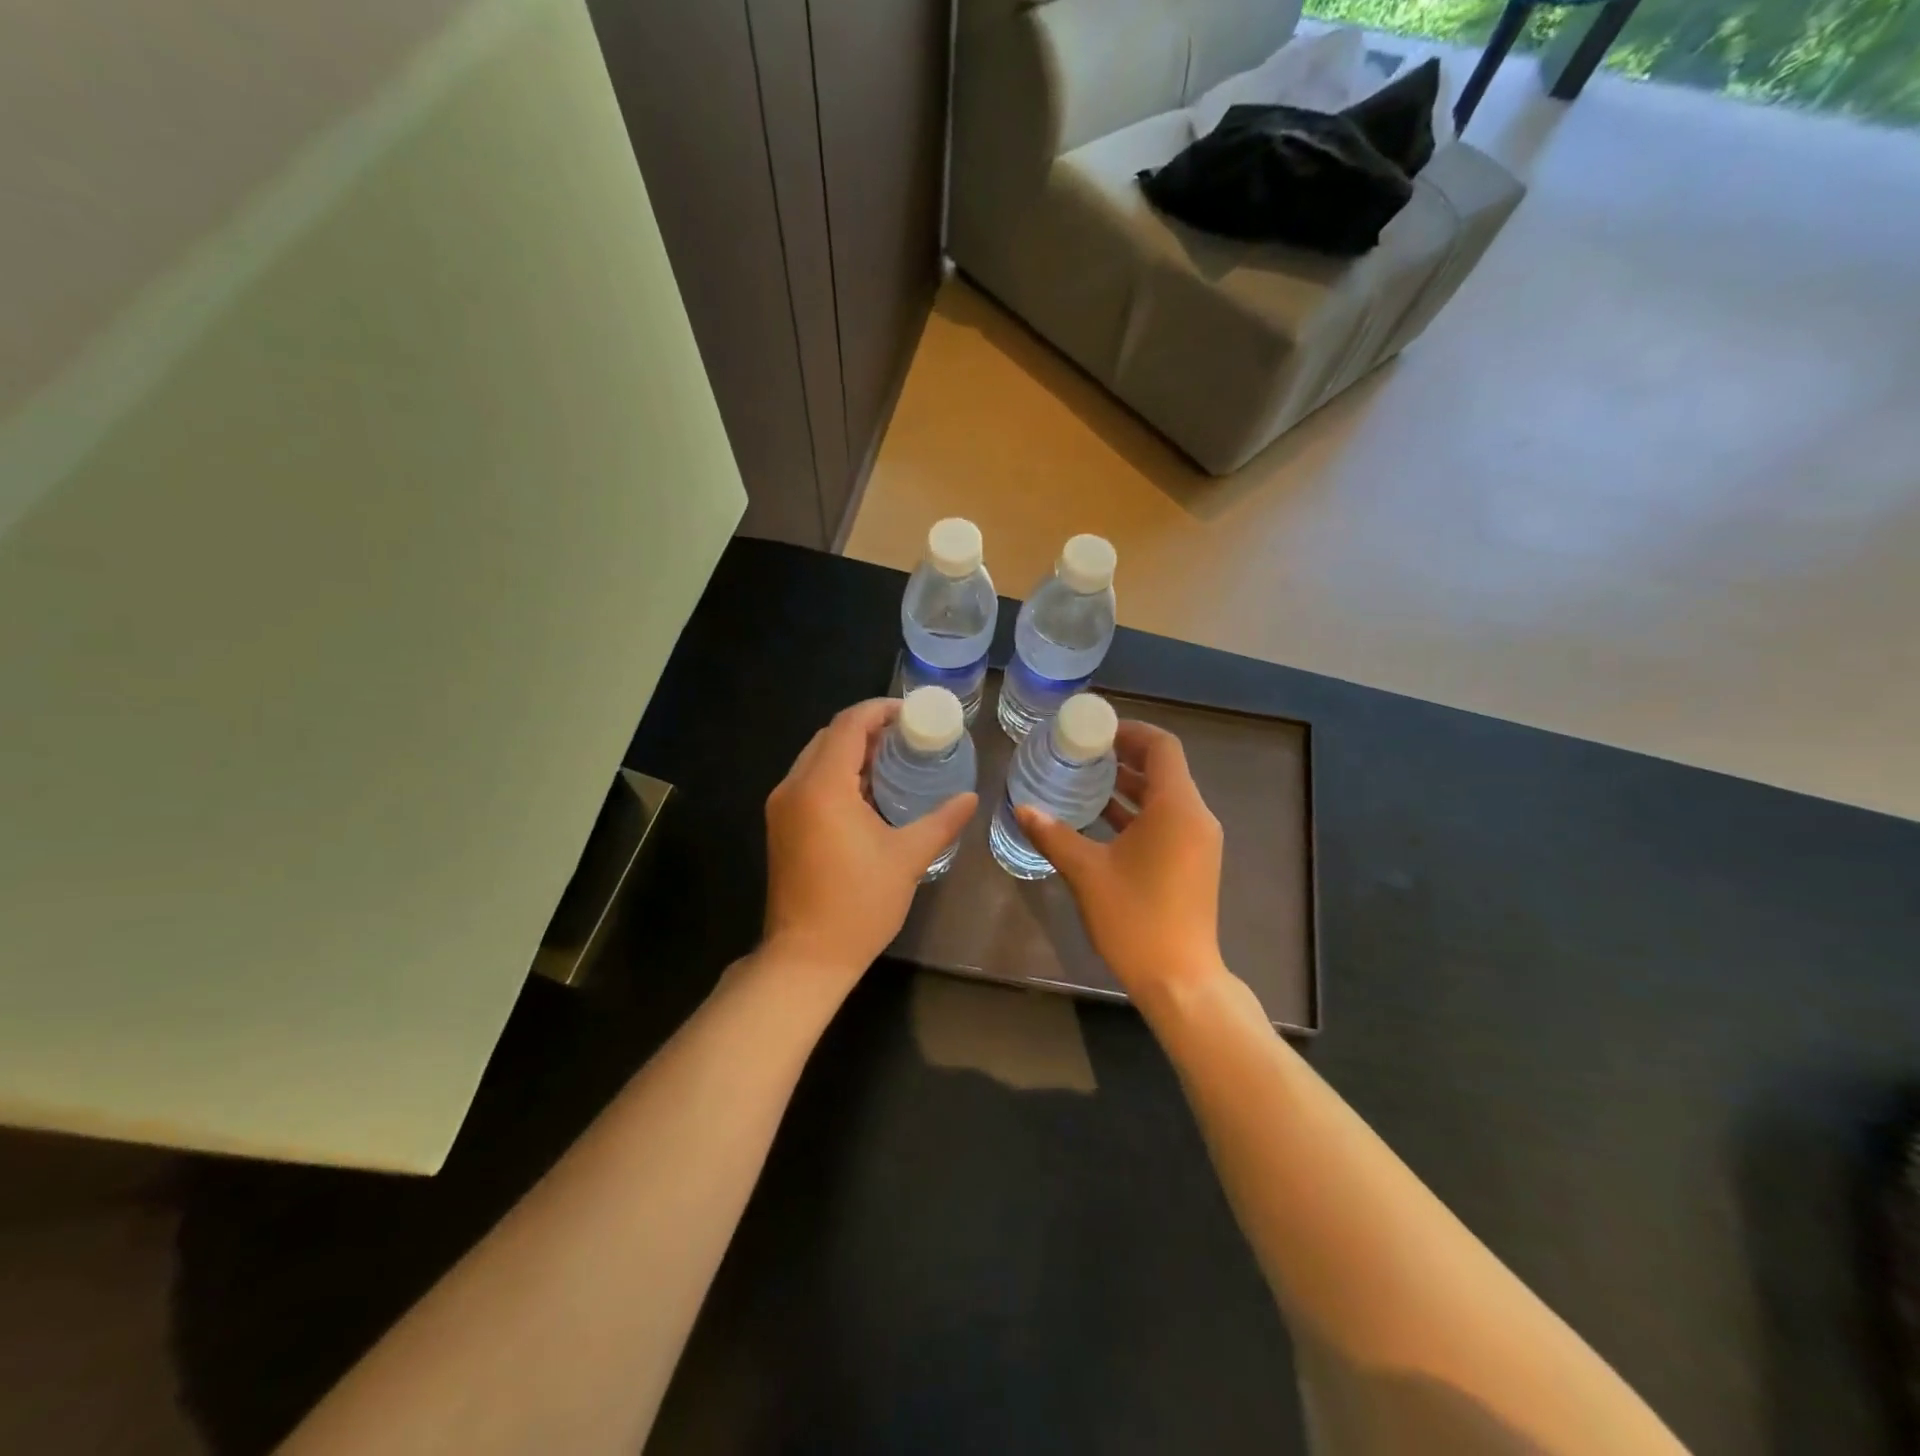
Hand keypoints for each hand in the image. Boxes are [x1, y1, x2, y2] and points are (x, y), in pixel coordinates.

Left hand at [763, 698, 977, 981]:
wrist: (806, 956)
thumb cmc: (859, 904)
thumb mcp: (908, 858)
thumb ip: (941, 821)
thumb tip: (970, 798)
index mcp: (822, 787)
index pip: (848, 725)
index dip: (880, 710)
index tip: (912, 713)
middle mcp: (794, 787)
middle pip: (829, 737)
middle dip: (867, 728)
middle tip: (908, 736)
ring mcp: (782, 807)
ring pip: (816, 758)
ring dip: (850, 751)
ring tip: (892, 759)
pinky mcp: (780, 826)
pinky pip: (809, 781)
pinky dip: (836, 774)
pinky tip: (867, 791)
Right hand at [1015, 721, 1224, 1000]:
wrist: (1179, 979)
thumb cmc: (1135, 919)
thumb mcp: (1087, 872)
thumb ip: (1053, 834)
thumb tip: (1022, 807)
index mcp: (1176, 808)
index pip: (1161, 746)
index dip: (1129, 731)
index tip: (1094, 731)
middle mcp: (1195, 817)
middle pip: (1164, 768)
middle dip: (1124, 756)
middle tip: (1081, 752)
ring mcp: (1198, 841)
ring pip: (1164, 796)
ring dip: (1128, 785)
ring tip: (1085, 780)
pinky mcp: (1194, 862)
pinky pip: (1167, 820)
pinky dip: (1137, 812)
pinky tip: (1101, 819)